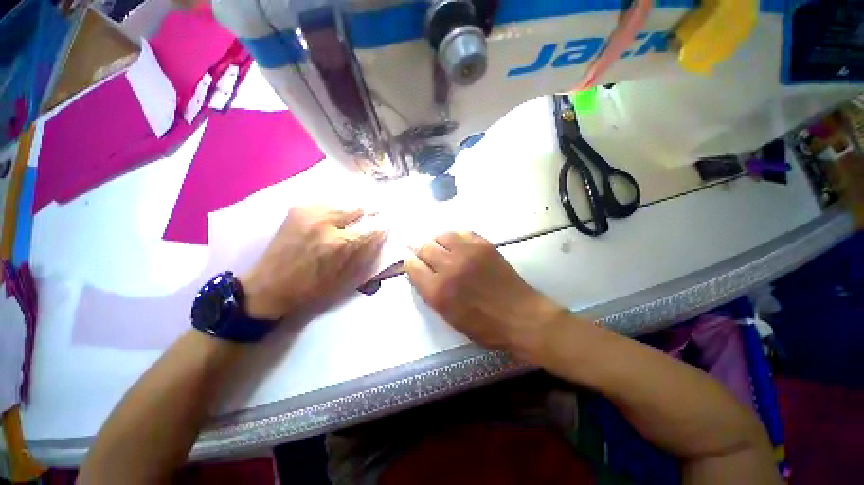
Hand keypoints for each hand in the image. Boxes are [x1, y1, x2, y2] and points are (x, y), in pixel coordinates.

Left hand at [240, 206, 385, 321]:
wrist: (269, 287)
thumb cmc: (312, 289)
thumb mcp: (346, 279)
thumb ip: (366, 255)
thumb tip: (381, 237)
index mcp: (340, 244)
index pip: (372, 228)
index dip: (384, 226)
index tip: (389, 225)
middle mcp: (326, 222)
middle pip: (359, 207)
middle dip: (372, 212)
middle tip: (377, 215)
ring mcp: (310, 212)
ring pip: (343, 202)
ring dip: (355, 209)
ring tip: (358, 216)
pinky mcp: (298, 209)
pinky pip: (326, 202)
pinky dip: (337, 207)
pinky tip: (337, 216)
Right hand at [404, 231, 565, 361]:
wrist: (520, 316)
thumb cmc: (483, 325)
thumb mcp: (448, 316)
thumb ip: (430, 292)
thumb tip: (419, 271)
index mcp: (437, 291)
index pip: (412, 266)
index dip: (409, 261)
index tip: (410, 259)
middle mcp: (449, 267)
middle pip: (424, 247)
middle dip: (420, 250)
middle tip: (425, 253)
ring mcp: (467, 252)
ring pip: (441, 235)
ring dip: (437, 241)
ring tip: (441, 248)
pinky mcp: (483, 245)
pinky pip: (461, 232)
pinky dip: (455, 237)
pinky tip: (457, 245)